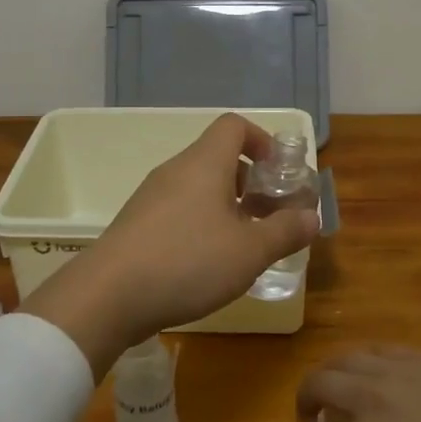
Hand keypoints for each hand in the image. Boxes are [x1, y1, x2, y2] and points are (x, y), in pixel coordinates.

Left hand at [29, 114, 319, 374]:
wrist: (108, 295)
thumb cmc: (188, 261)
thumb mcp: (250, 251)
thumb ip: (285, 231)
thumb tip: (311, 217)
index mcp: (205, 163)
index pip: (234, 126)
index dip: (262, 141)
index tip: (279, 173)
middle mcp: (176, 171)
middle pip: (218, 158)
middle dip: (250, 182)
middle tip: (269, 216)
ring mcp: (152, 197)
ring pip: (198, 188)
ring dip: (227, 207)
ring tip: (244, 246)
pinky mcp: (137, 225)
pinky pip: (179, 211)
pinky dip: (201, 224)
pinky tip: (208, 264)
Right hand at [288, 348, 420, 421]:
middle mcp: (365, 399)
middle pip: (316, 384)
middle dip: (306, 400)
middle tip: (314, 414)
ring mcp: (391, 371)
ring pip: (343, 358)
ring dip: (332, 374)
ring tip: (340, 386)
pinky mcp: (417, 356)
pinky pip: (378, 349)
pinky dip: (366, 361)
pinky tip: (374, 372)